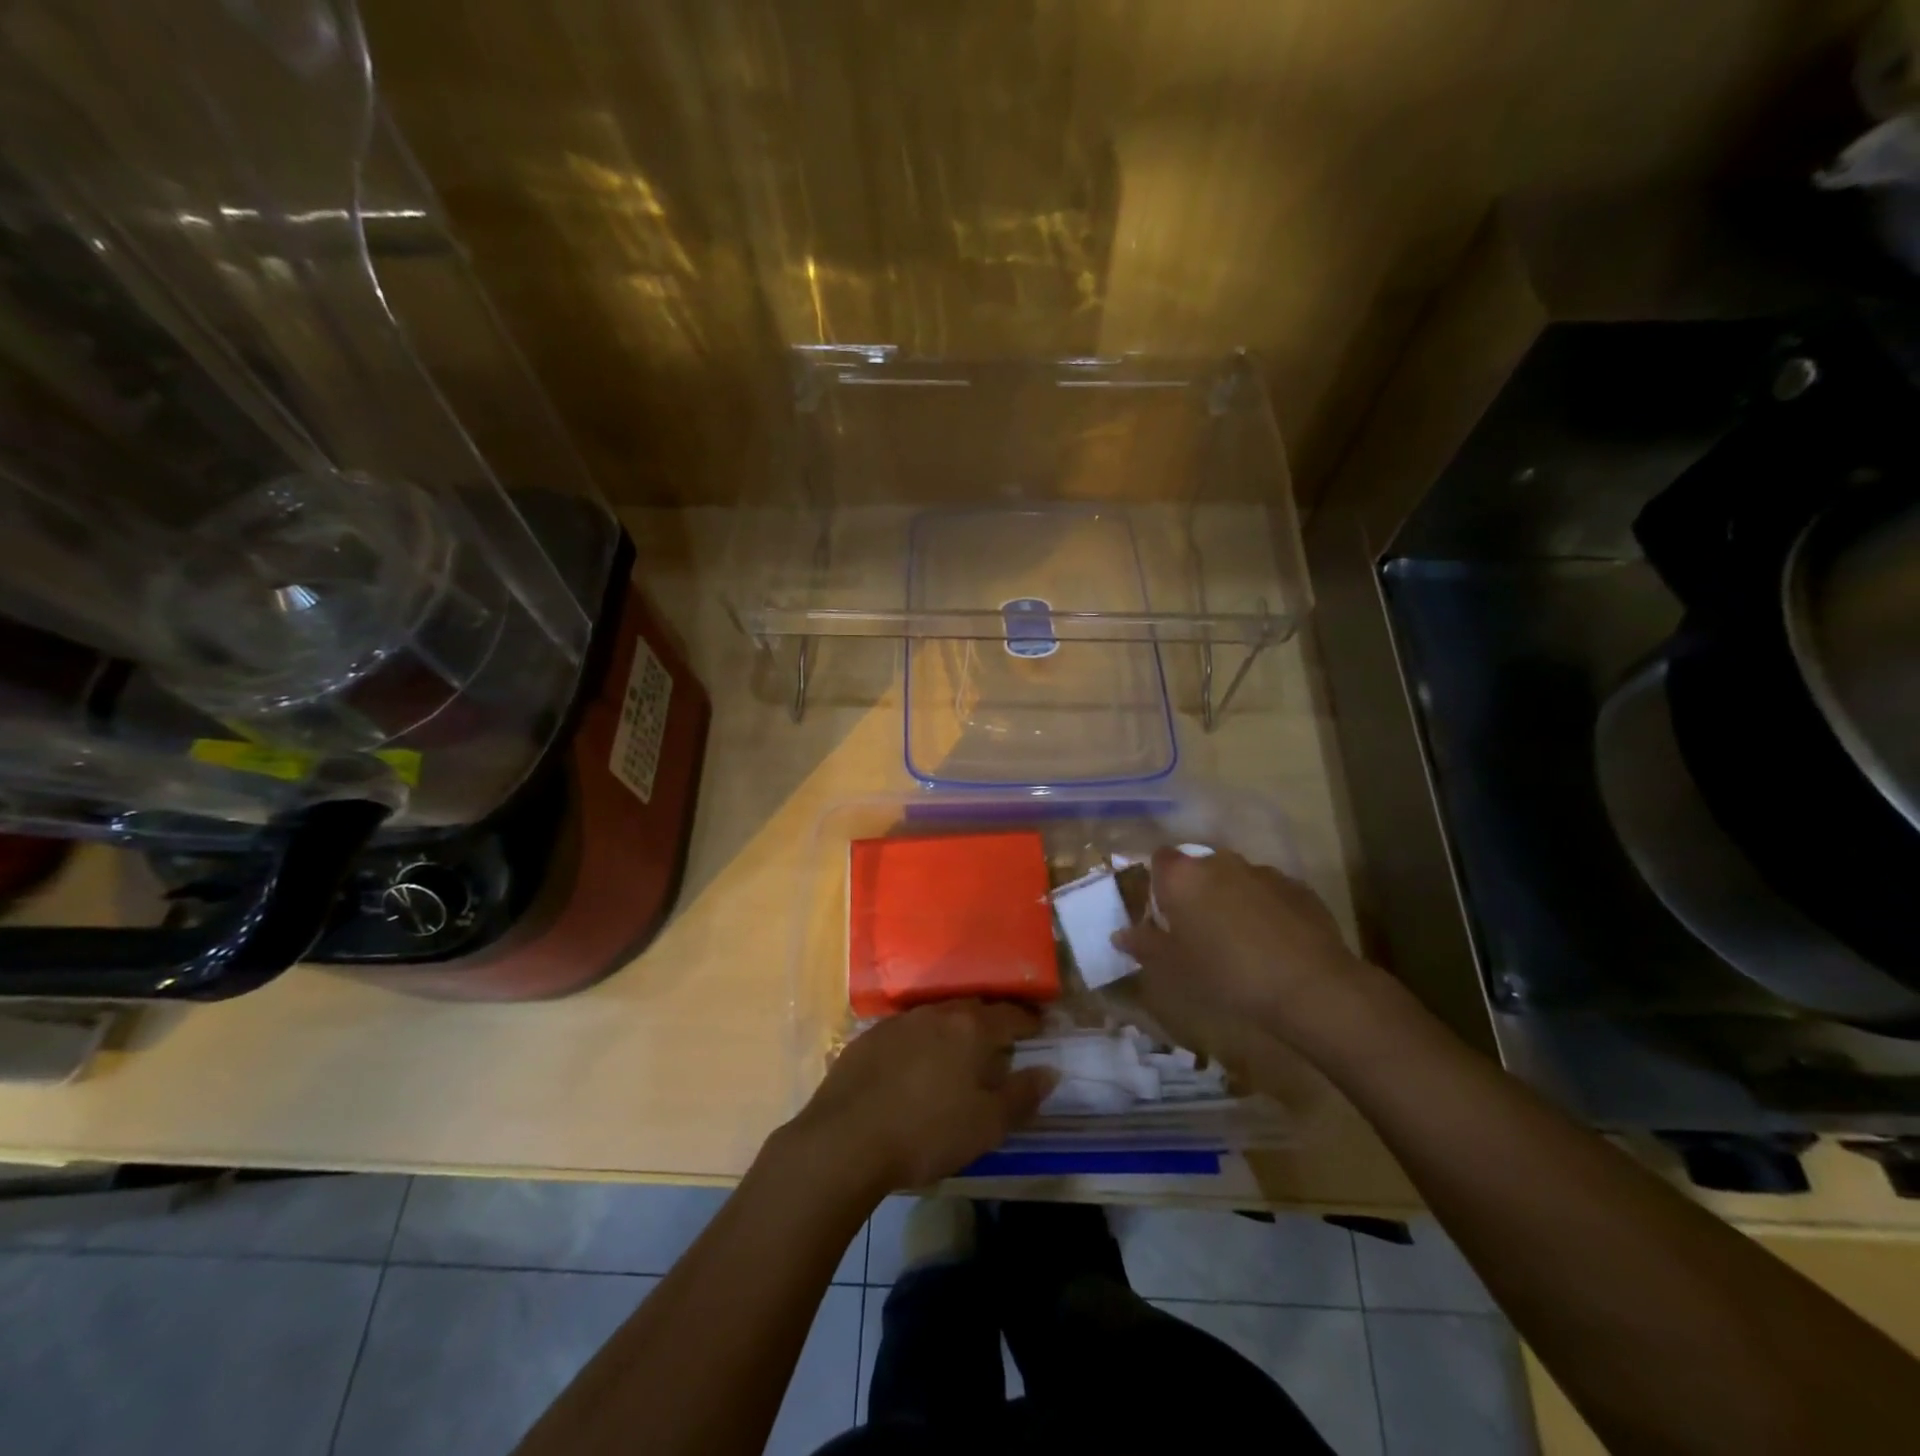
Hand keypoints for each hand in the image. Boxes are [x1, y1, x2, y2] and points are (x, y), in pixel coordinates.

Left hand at [789, 1000, 1056, 1192]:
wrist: (846, 1139)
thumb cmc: (928, 1133)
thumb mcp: (987, 1125)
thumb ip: (1022, 1095)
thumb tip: (1050, 1070)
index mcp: (971, 1029)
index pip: (1010, 1015)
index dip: (1029, 1020)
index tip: (1039, 1027)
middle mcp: (937, 1014)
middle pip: (974, 1009)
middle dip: (992, 1020)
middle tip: (1002, 1038)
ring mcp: (900, 1022)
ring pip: (939, 1016)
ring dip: (955, 1028)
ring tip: (961, 1050)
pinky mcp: (870, 1037)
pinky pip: (908, 1030)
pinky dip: (922, 1041)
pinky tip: (917, 1063)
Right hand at [1114, 847, 1365, 1057]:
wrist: (1309, 986)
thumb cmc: (1226, 974)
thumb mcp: (1174, 967)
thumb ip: (1144, 945)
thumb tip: (1120, 934)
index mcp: (1183, 877)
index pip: (1160, 859)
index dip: (1159, 882)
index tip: (1164, 912)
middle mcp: (1220, 862)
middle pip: (1199, 868)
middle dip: (1196, 892)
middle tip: (1197, 931)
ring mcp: (1263, 872)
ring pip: (1236, 880)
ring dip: (1231, 900)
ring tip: (1238, 940)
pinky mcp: (1298, 888)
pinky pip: (1269, 893)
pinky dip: (1265, 910)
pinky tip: (1273, 944)